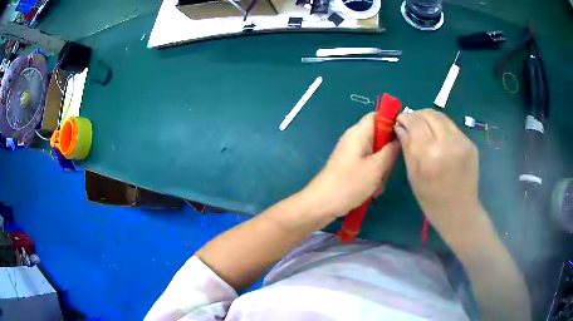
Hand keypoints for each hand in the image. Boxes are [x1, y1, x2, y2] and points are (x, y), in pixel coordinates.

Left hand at [302, 112, 400, 218]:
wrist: (321, 205)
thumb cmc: (349, 183)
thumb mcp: (377, 167)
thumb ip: (392, 150)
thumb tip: (401, 135)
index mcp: (359, 132)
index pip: (378, 115)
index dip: (393, 121)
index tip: (404, 137)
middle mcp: (355, 139)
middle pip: (380, 136)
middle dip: (389, 152)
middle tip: (389, 168)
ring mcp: (352, 153)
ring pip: (377, 154)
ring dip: (382, 168)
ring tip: (379, 183)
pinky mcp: (351, 166)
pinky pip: (369, 165)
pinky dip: (374, 176)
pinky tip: (373, 190)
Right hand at [395, 109, 482, 237]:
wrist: (460, 212)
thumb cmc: (431, 200)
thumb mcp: (413, 176)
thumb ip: (407, 147)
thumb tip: (400, 126)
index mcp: (431, 154)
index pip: (416, 121)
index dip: (405, 117)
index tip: (399, 121)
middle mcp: (449, 142)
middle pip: (430, 114)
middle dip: (417, 115)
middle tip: (410, 124)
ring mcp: (463, 141)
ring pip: (442, 117)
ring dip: (429, 119)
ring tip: (423, 129)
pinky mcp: (470, 143)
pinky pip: (451, 127)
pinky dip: (440, 128)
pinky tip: (438, 139)